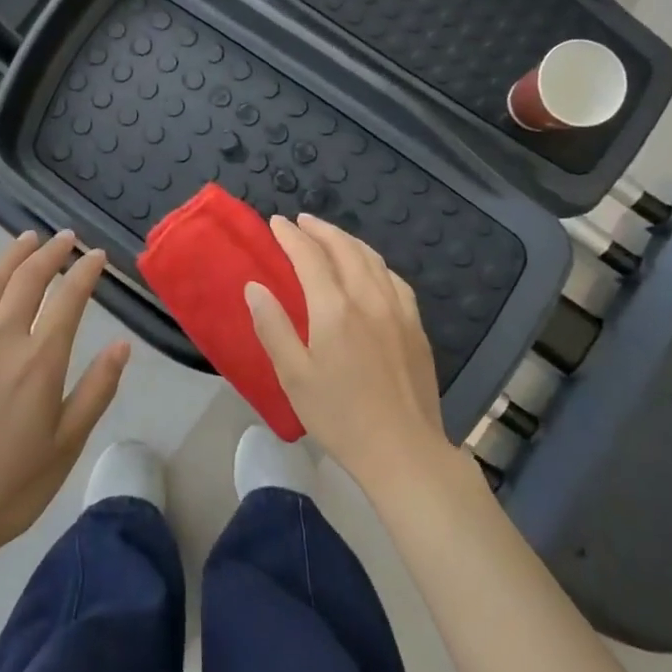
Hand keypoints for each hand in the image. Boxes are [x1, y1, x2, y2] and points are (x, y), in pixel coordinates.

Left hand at [0, 231, 129, 594]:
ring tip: (26, 240)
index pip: (68, 299)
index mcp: (40, 361)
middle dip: (49, 253)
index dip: (85, 272)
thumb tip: (122, 344)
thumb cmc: (12, 487)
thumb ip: (96, 389)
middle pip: (27, 281)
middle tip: (64, 238)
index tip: (97, 255)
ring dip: (10, 258)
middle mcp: (2, 341)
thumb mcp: (67, 445)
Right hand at [244, 214, 448, 490]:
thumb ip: (273, 327)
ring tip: (331, 236)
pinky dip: (375, 263)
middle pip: (344, 249)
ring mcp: (398, 310)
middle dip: (320, 229)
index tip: (276, 223)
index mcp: (334, 308)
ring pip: (372, 259)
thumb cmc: (339, 416)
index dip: (291, 236)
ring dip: (348, 240)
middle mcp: (368, 298)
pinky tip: (371, 268)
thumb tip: (255, 286)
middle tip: (301, 221)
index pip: (309, 257)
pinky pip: (394, 279)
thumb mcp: (293, 376)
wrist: (403, 449)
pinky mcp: (416, 326)